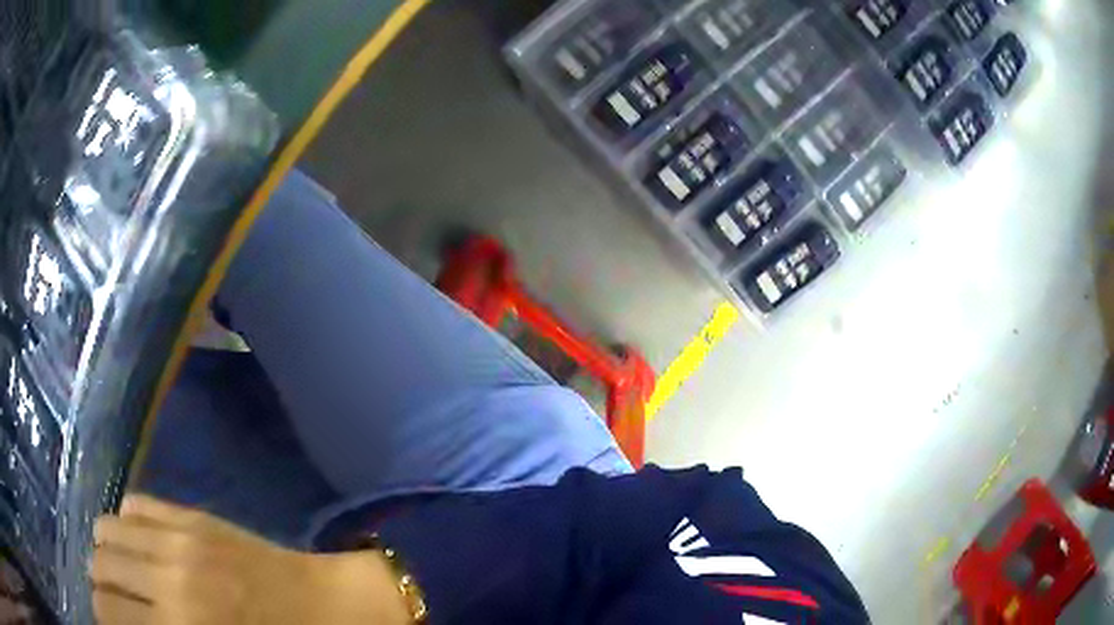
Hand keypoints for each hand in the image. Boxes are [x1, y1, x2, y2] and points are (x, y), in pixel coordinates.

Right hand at [91, 495, 409, 623]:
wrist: (330, 607)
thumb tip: (130, 621)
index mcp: (180, 624)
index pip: (109, 611)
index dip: (102, 616)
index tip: (107, 621)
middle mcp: (168, 575)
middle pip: (99, 564)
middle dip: (100, 583)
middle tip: (113, 598)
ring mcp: (179, 537)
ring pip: (108, 527)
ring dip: (107, 550)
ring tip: (120, 568)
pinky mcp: (194, 515)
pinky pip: (137, 503)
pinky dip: (127, 521)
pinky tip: (139, 539)